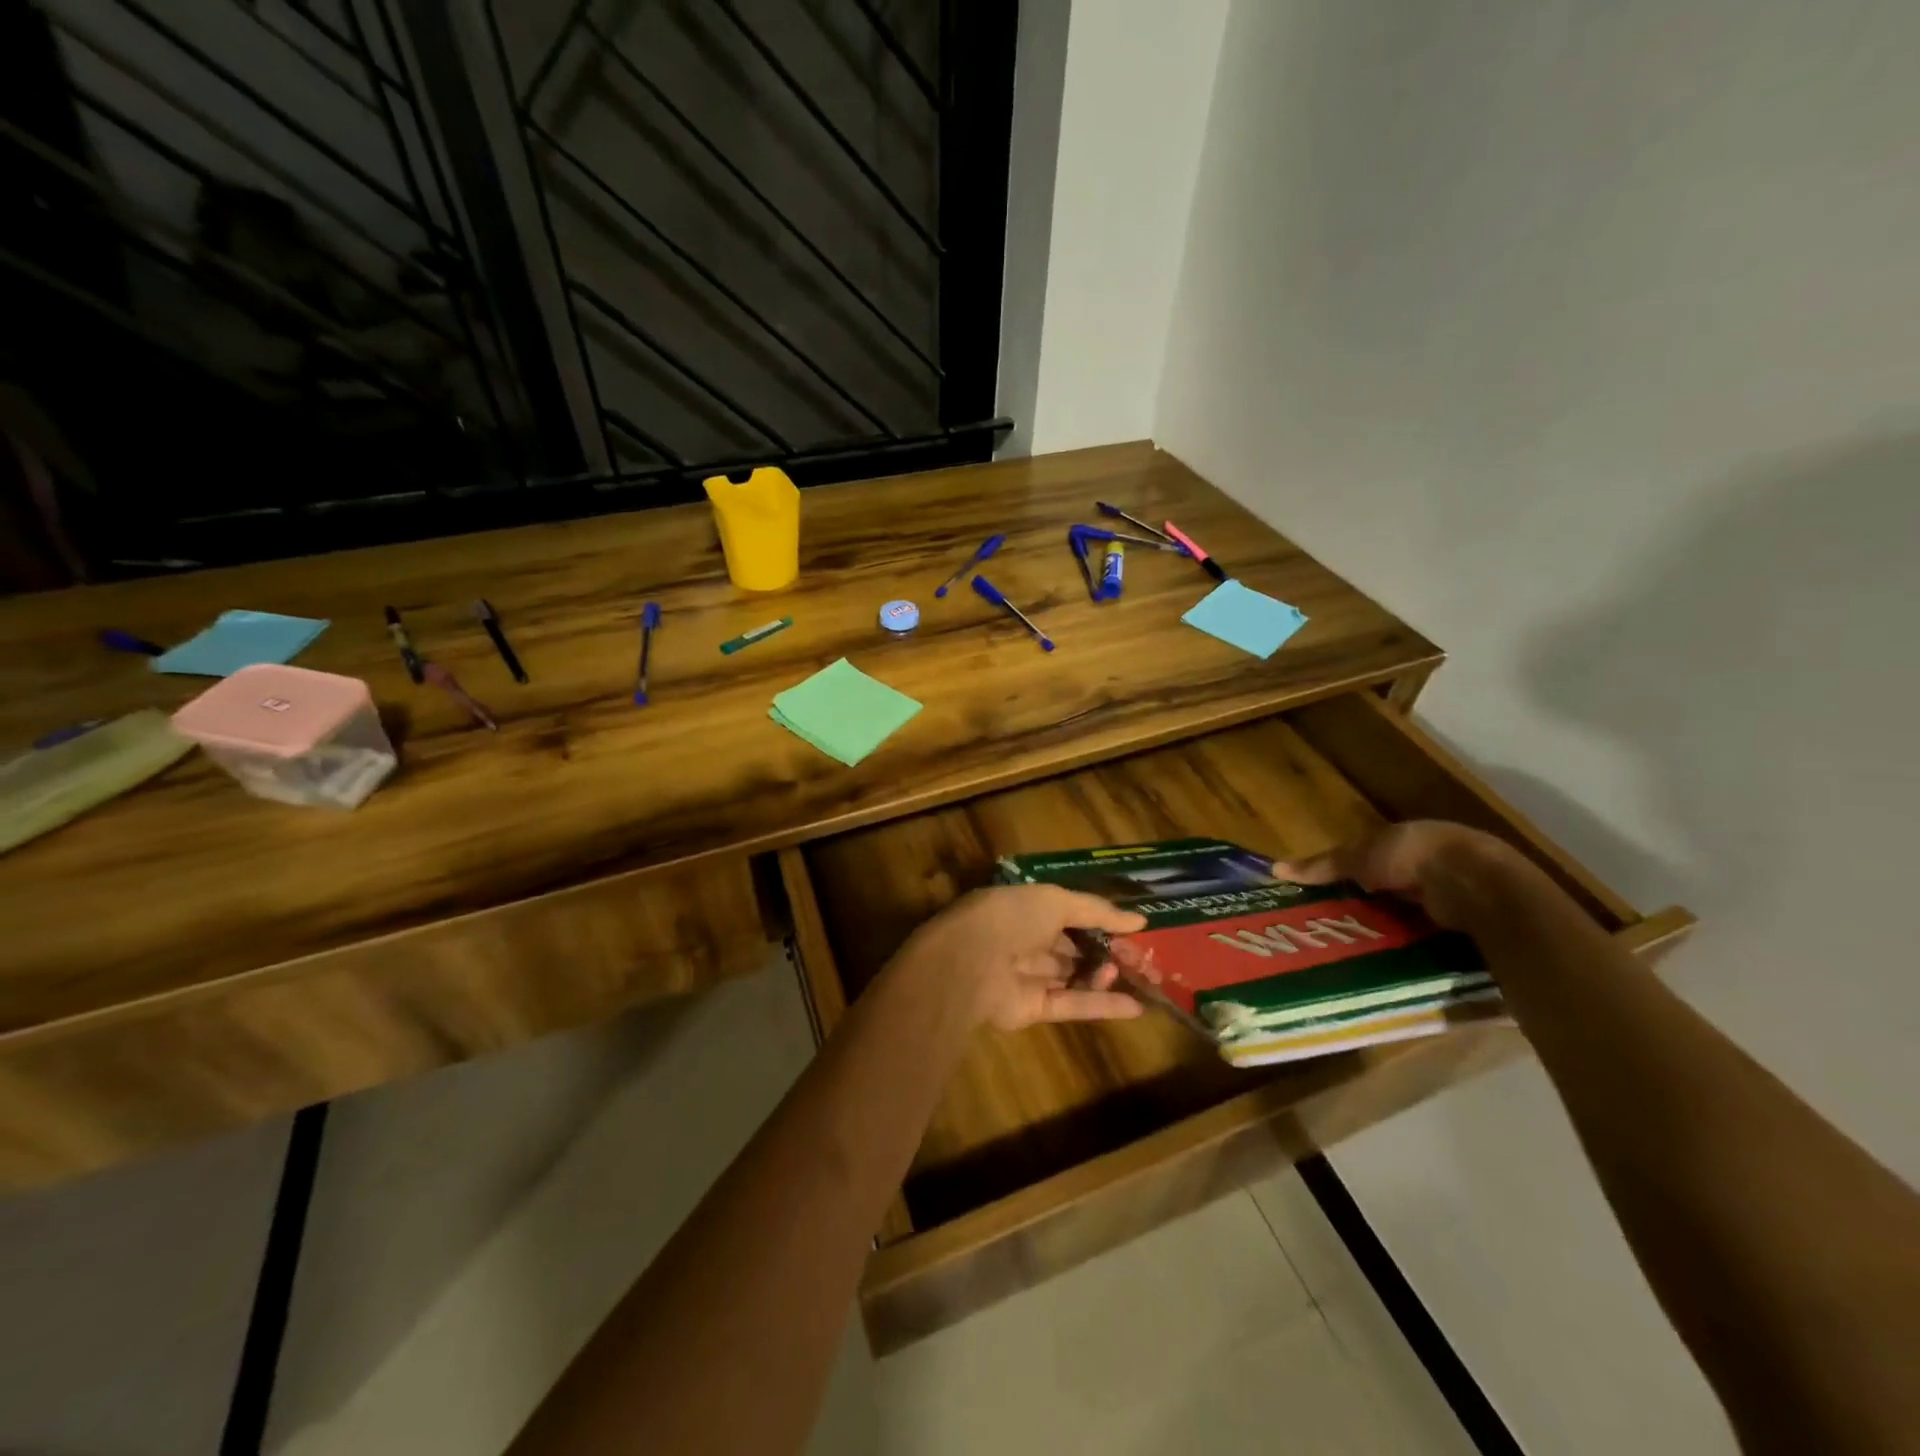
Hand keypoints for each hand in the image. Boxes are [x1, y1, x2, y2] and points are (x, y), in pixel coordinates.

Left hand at [890, 885, 1147, 1030]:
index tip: (1134, 929)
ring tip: (1137, 975)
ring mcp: (1028, 976)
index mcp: (1025, 908)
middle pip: (1073, 946)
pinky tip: (1136, 1006)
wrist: (970, 963)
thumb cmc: (1010, 917)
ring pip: (1074, 976)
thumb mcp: (1056, 900)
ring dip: (1104, 975)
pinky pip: (1072, 1005)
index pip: (1068, 912)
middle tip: (1142, 957)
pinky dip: (1102, 1005)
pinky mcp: (1032, 1009)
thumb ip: (1097, 910)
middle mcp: (1025, 940)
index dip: (1100, 921)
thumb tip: (1139, 920)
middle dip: (1106, 950)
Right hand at [1274, 820, 1529, 929]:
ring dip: (1389, 928)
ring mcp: (1454, 896)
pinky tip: (1387, 960)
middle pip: (1391, 887)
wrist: (1475, 884)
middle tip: (1334, 928)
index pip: (1374, 857)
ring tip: (1354, 950)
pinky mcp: (1465, 926)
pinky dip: (1411, 947)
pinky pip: (1429, 938)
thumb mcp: (1359, 855)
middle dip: (1368, 905)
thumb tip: (1275, 869)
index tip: (1324, 895)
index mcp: (1409, 840)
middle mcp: (1433, 865)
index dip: (1350, 874)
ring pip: (1410, 915)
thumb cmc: (1413, 856)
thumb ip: (1323, 865)